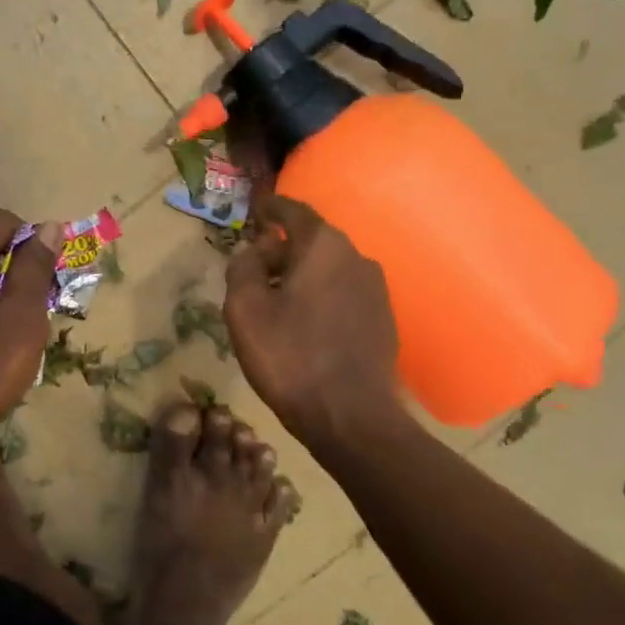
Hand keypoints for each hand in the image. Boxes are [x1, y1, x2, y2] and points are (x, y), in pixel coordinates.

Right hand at [224, 195, 400, 441]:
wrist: (351, 416)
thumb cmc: (290, 357)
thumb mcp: (245, 310)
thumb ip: (242, 267)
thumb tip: (251, 249)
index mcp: (323, 247)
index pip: (293, 211)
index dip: (270, 208)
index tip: (254, 209)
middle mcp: (356, 257)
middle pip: (312, 241)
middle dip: (281, 248)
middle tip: (253, 267)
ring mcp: (375, 289)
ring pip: (328, 268)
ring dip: (301, 275)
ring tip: (274, 298)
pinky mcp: (382, 319)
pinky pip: (343, 293)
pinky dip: (319, 296)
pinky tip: (303, 323)